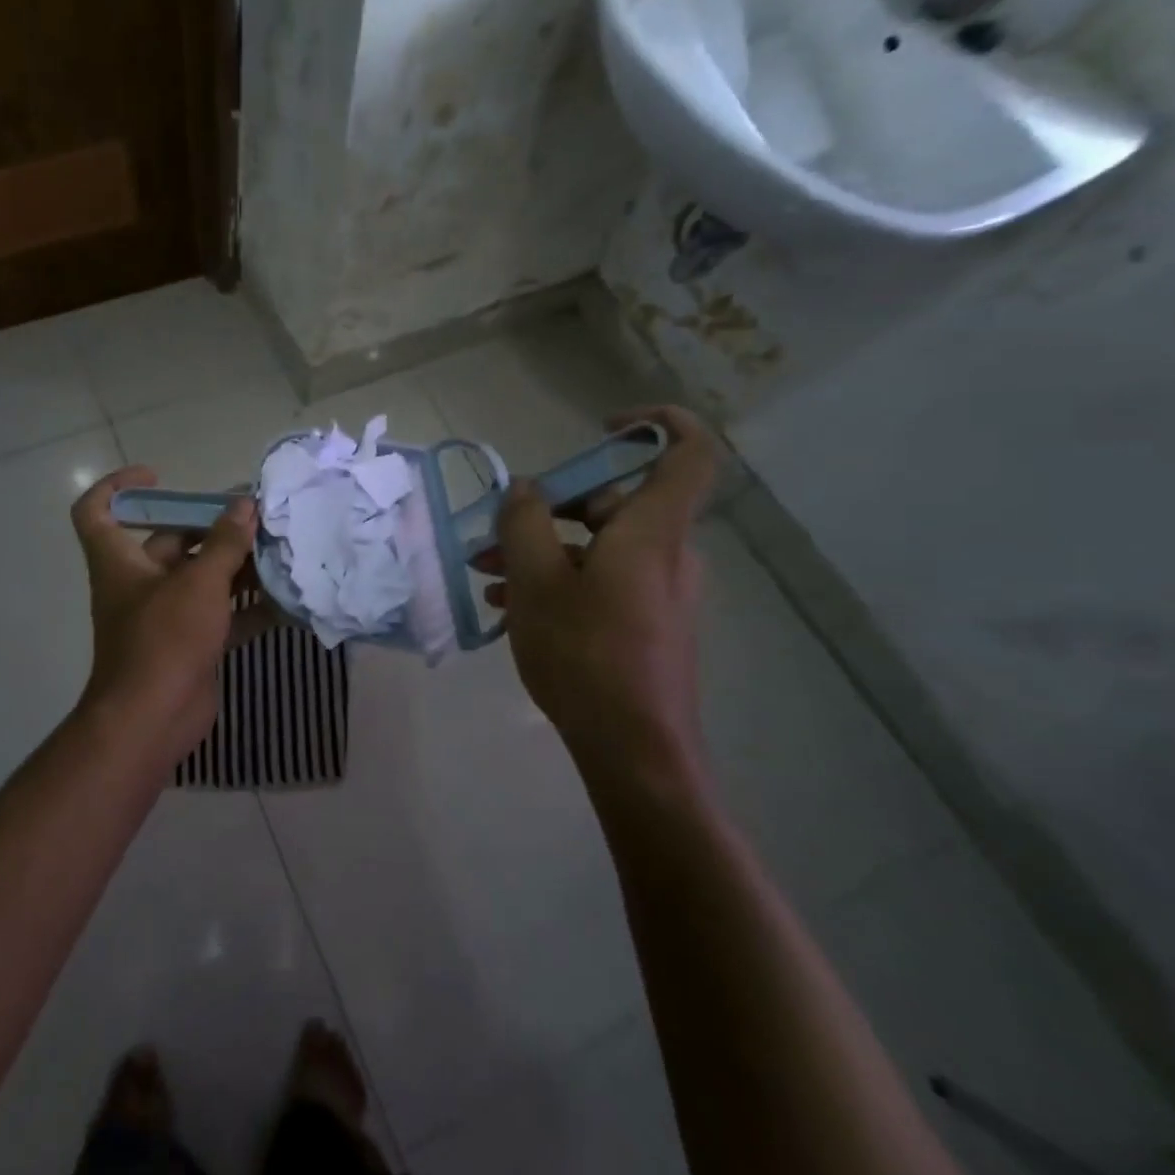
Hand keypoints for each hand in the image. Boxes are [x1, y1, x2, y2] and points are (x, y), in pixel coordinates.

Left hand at [70, 467, 258, 765]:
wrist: (153, 720)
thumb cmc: (164, 639)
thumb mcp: (198, 583)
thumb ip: (225, 543)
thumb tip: (245, 505)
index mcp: (120, 561)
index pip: (96, 511)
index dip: (117, 486)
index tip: (157, 477)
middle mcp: (139, 583)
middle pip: (171, 541)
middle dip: (212, 527)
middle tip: (255, 514)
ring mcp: (165, 616)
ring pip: (201, 578)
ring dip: (236, 566)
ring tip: (278, 549)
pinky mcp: (189, 643)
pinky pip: (220, 615)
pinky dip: (247, 608)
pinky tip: (284, 599)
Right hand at [478, 407, 718, 795]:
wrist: (634, 750)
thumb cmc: (586, 654)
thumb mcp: (537, 581)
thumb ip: (524, 523)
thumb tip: (523, 489)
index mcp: (651, 531)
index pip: (687, 452)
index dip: (653, 424)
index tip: (600, 428)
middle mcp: (665, 554)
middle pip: (614, 503)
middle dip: (548, 509)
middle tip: (495, 533)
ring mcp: (658, 593)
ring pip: (597, 548)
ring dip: (541, 551)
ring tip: (487, 576)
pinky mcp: (646, 624)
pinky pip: (601, 582)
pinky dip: (558, 582)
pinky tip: (510, 608)